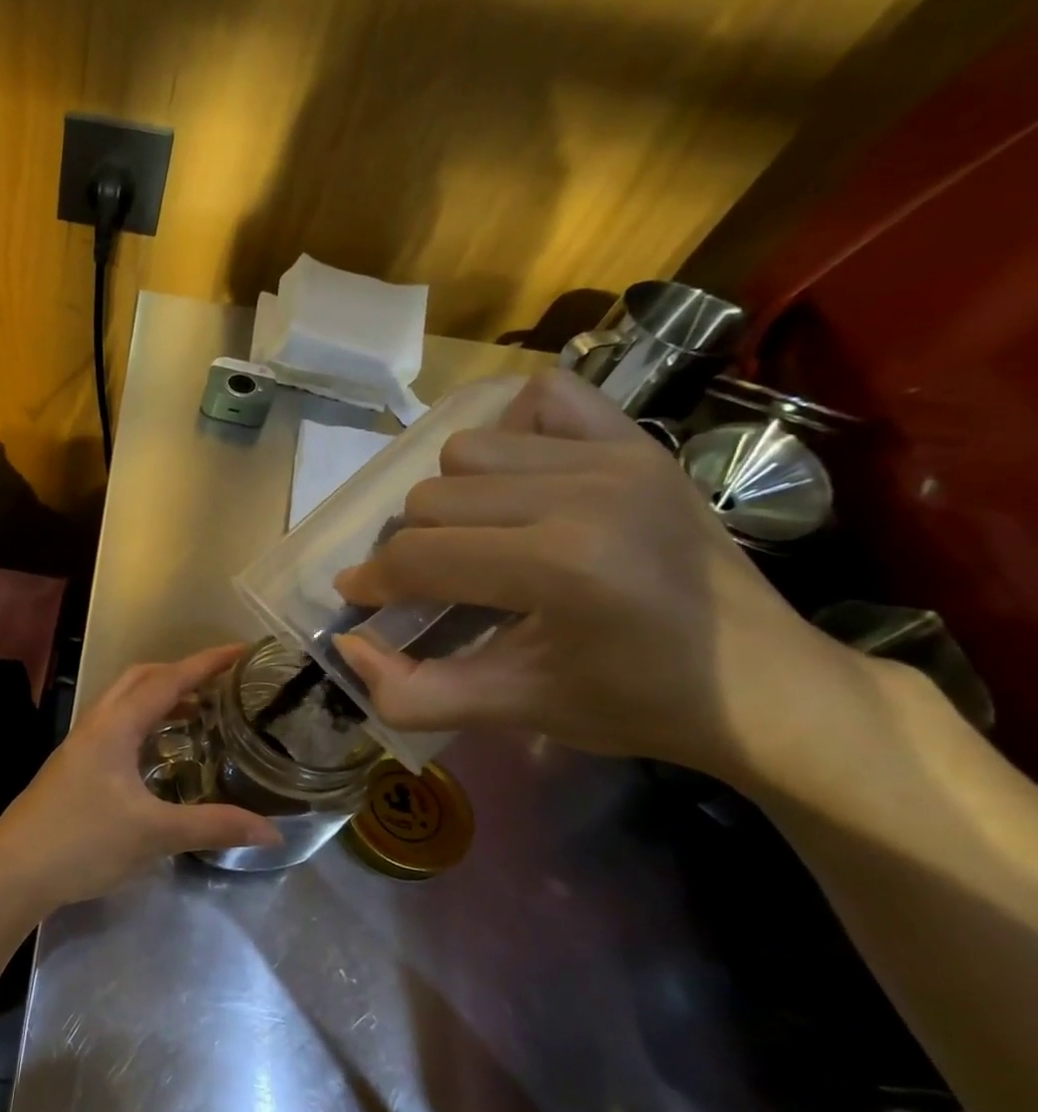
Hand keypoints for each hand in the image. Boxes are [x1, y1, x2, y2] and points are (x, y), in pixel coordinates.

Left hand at [0, 645, 281, 917]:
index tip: (241, 651)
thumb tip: (273, 832)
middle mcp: (95, 725)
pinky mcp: (73, 767)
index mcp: (115, 727)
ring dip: (160, 698)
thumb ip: (213, 826)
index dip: (206, 663)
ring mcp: (80, 745)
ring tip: (198, 715)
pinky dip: (144, 724)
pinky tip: (159, 756)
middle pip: (140, 679)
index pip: (167, 680)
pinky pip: (116, 727)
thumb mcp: (153, 834)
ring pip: (124, 703)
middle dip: (180, 673)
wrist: (13, 871)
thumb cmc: (82, 842)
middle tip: (219, 685)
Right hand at [331, 369, 852, 782]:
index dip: (372, 582)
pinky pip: (545, 400)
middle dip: (410, 547)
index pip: (418, 556)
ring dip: (452, 497)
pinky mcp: (639, 442)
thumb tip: (346, 645)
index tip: (362, 601)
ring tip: (477, 538)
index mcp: (560, 567)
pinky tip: (518, 482)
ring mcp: (617, 457)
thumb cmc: (633, 704)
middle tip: (429, 585)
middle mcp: (585, 493)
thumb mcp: (512, 711)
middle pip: (430, 498)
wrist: (764, 685)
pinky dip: (513, 431)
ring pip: (468, 450)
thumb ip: (411, 693)